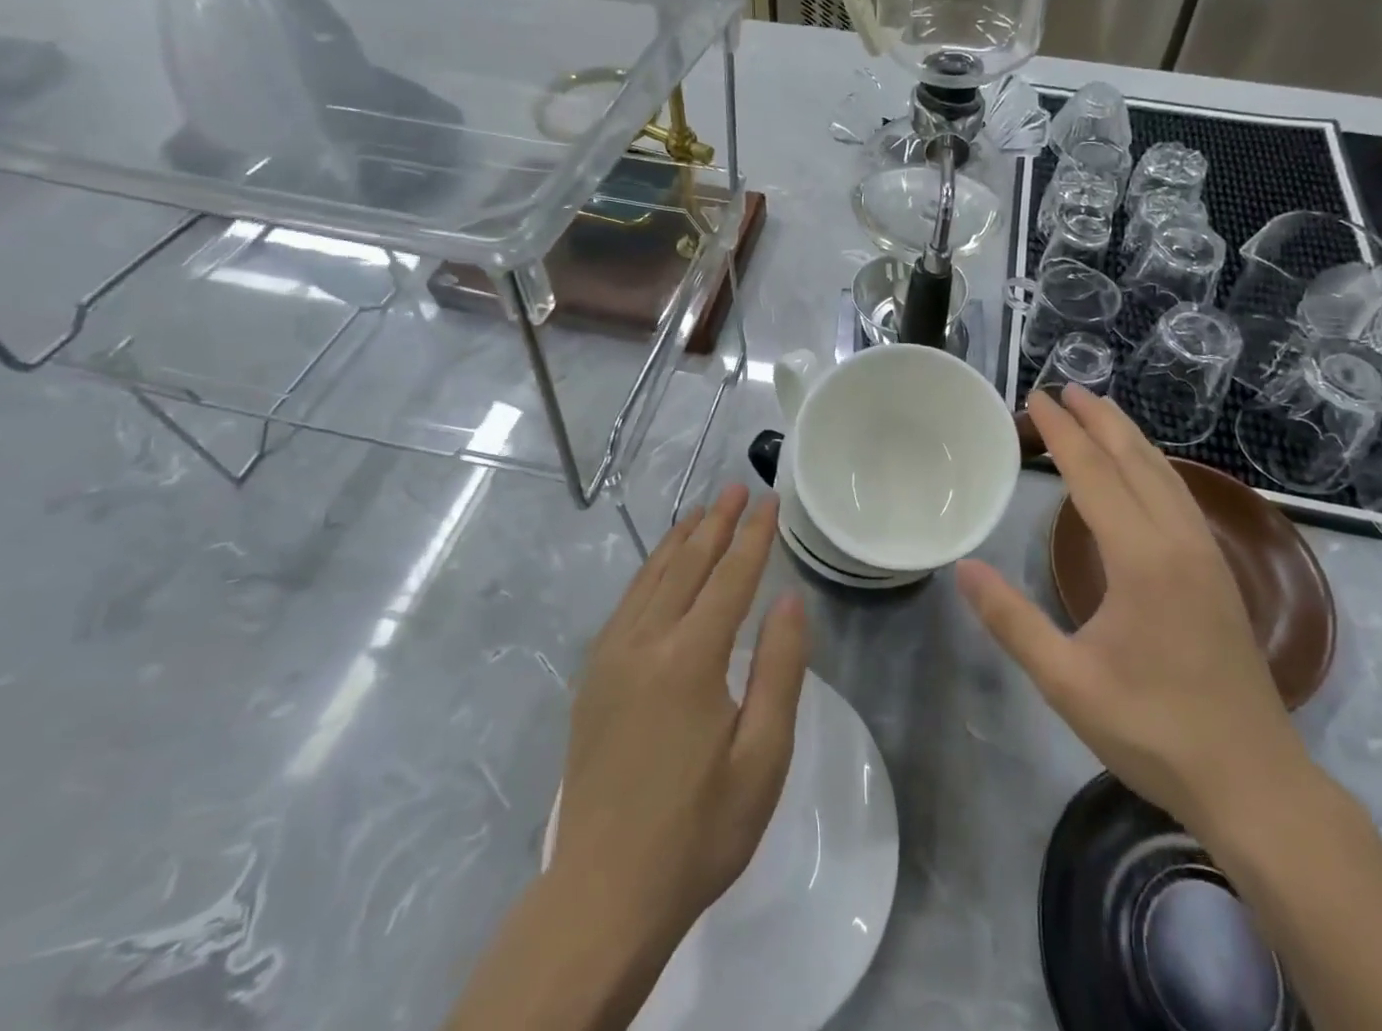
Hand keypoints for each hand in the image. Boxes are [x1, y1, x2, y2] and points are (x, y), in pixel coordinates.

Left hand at [550, 485, 809, 955]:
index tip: (770, 500)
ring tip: (702, 512)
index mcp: (690, 659)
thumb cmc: (698, 830)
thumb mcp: (762, 758)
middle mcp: (645, 642)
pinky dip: (649, 571)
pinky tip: (660, 566)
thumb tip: (788, 599)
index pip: (730, 577)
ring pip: (651, 577)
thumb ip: (779, 670)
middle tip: (738, 488)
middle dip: (716, 523)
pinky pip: (626, 603)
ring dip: (680, 540)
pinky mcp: (593, 676)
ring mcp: (611, 656)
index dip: (754, 536)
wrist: (604, 892)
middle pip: (687, 564)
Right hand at [956, 388, 1306, 833]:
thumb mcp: (1067, 681)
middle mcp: (1179, 541)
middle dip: (1098, 420)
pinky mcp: (1220, 573)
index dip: (1061, 433)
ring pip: (1165, 474)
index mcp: (1142, 558)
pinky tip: (1145, 471)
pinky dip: (1154, 466)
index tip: (1036, 399)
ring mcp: (1206, 555)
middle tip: (1065, 388)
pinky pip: (1181, 496)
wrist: (1255, 782)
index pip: (1093, 474)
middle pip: (1135, 460)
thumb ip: (1012, 621)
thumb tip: (963, 568)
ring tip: (1100, 411)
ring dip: (1129, 437)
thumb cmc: (1154, 730)